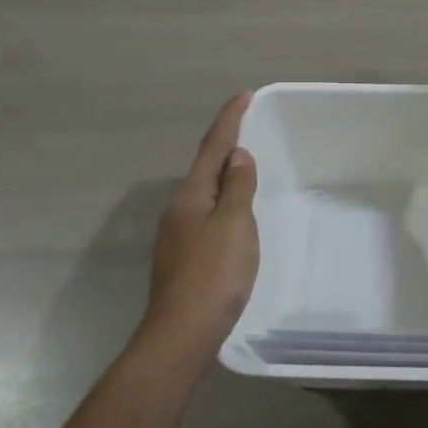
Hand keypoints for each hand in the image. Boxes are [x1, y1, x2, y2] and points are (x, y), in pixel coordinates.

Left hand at [139, 92, 259, 356]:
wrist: (182, 333)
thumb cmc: (214, 274)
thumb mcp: (234, 225)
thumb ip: (238, 188)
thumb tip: (237, 156)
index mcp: (192, 196)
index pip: (213, 147)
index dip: (229, 120)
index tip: (244, 94)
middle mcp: (180, 209)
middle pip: (205, 168)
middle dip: (225, 145)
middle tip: (249, 128)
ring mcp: (178, 235)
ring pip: (205, 193)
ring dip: (224, 175)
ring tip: (246, 167)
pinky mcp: (184, 257)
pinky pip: (207, 215)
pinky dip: (223, 202)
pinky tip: (234, 214)